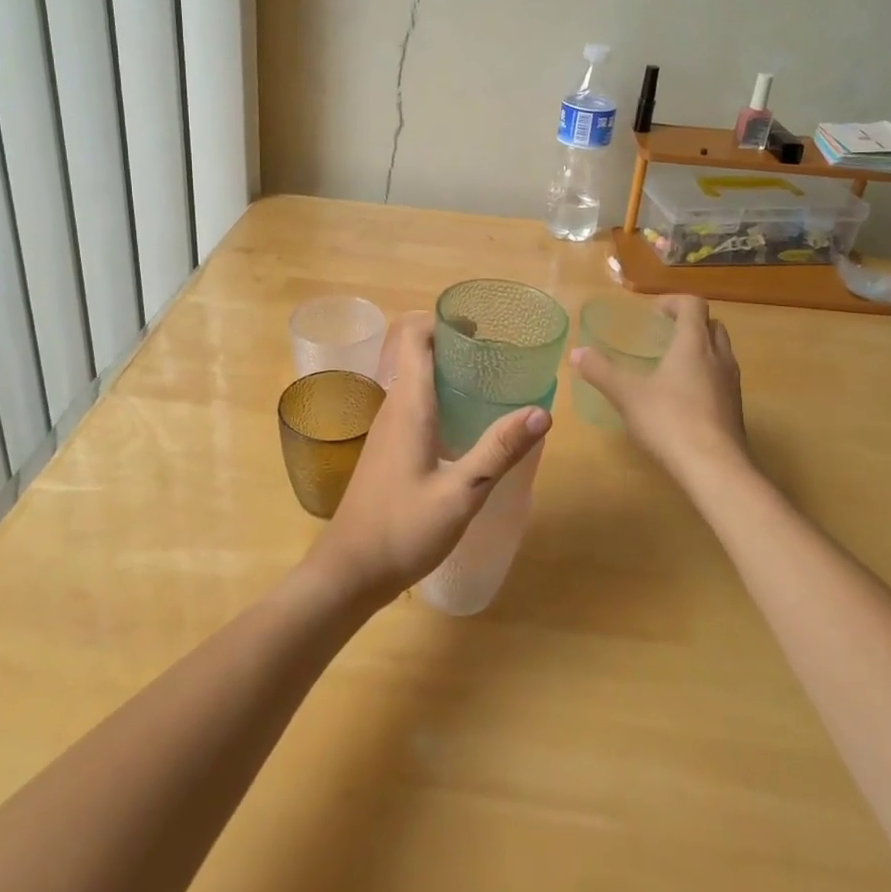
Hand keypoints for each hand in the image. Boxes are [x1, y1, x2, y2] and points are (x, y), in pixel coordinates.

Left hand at [307, 312, 548, 606]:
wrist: (349, 572)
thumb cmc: (402, 530)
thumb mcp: (461, 493)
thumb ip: (498, 451)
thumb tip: (541, 411)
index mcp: (408, 404)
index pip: (414, 335)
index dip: (443, 320)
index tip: (481, 325)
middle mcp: (393, 406)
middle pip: (416, 351)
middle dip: (454, 343)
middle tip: (497, 354)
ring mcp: (387, 427)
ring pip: (415, 377)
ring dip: (447, 369)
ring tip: (490, 381)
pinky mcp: (388, 447)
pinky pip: (414, 402)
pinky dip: (439, 395)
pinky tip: (466, 422)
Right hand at [571, 296, 748, 486]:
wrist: (716, 469)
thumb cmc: (670, 421)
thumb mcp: (627, 395)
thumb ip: (601, 371)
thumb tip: (576, 352)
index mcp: (694, 343)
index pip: (693, 304)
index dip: (673, 302)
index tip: (653, 313)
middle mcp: (718, 357)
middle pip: (712, 325)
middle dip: (689, 323)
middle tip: (663, 334)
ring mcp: (731, 384)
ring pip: (720, 352)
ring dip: (700, 349)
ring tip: (671, 365)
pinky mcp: (736, 409)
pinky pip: (722, 378)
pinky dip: (705, 375)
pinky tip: (682, 398)